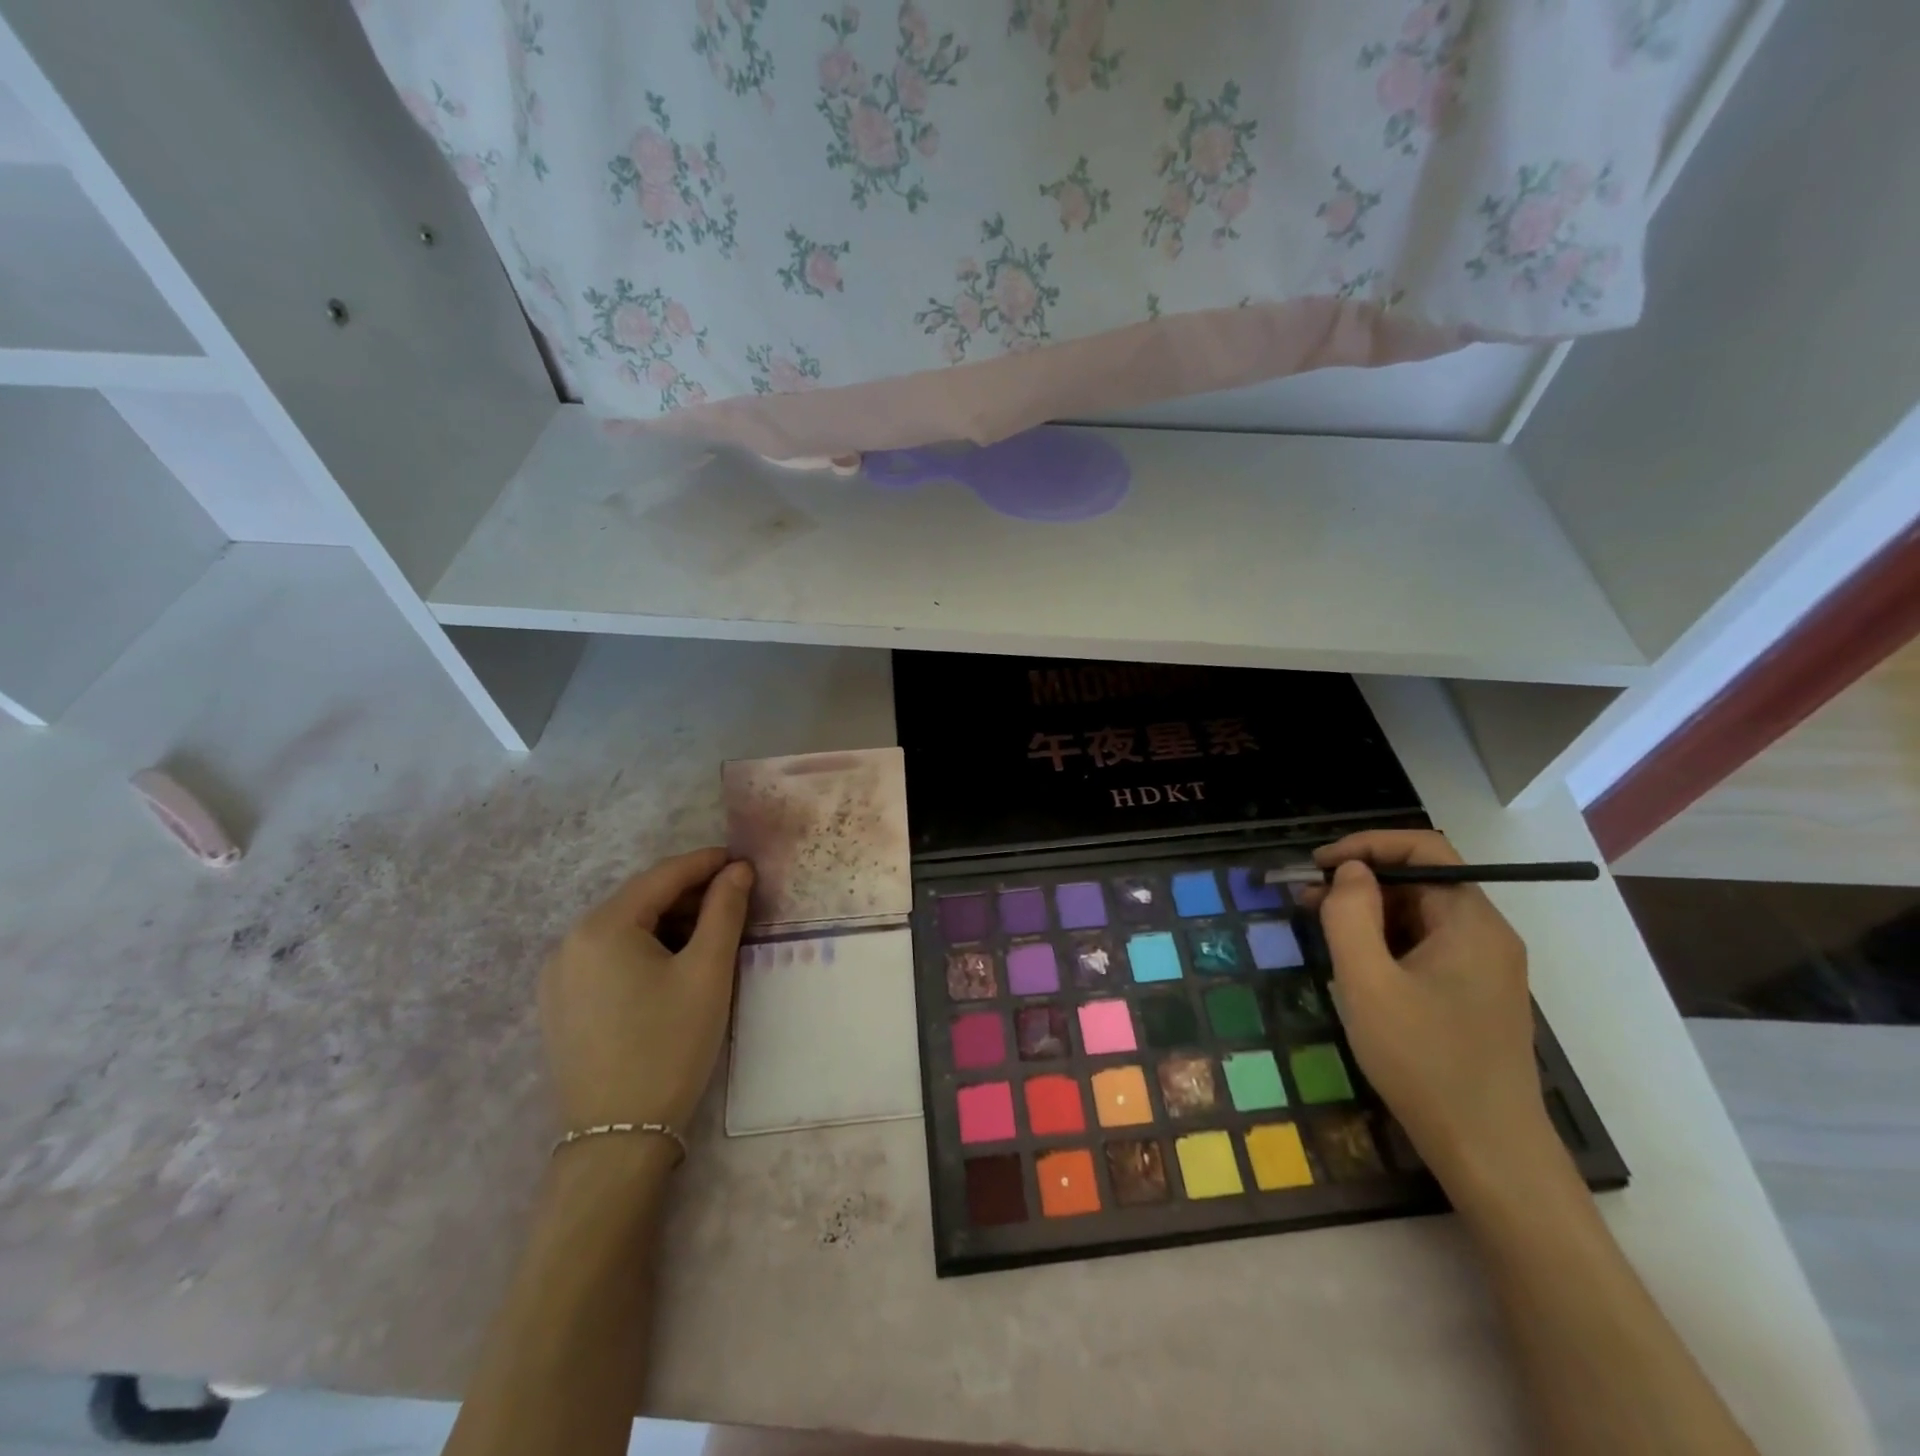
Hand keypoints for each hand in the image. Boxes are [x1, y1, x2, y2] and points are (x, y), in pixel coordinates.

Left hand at [539, 848, 753, 1135]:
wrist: (618, 1137)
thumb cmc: (670, 1045)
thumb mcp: (707, 972)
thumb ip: (724, 911)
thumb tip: (738, 870)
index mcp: (602, 927)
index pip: (663, 875)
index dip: (707, 863)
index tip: (743, 861)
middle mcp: (570, 941)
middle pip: (640, 899)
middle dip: (689, 894)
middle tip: (735, 900)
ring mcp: (559, 975)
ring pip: (624, 928)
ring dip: (669, 921)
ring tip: (711, 933)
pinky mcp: (561, 1003)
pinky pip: (608, 956)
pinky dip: (645, 947)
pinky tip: (673, 964)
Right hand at [1299, 830, 1556, 1191]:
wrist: (1489, 1153)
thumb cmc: (1425, 1061)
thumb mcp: (1368, 982)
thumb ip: (1351, 915)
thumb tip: (1349, 871)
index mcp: (1471, 921)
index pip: (1423, 848)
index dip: (1366, 845)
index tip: (1318, 866)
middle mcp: (1485, 934)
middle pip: (1419, 880)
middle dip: (1359, 882)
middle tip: (1305, 901)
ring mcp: (1483, 966)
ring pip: (1418, 915)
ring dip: (1367, 913)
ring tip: (1319, 930)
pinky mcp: (1473, 993)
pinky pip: (1424, 946)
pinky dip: (1384, 942)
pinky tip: (1354, 965)